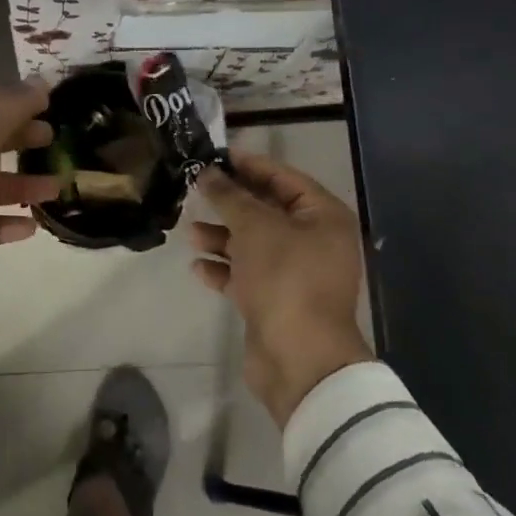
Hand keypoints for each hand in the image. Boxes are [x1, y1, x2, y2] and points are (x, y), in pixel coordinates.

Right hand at [192, 149, 373, 425]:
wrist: (299, 360)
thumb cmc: (285, 278)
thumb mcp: (254, 227)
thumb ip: (229, 196)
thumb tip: (208, 172)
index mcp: (324, 217)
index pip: (285, 178)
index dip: (250, 165)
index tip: (217, 156)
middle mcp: (316, 242)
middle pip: (268, 211)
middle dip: (231, 203)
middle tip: (197, 189)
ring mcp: (297, 274)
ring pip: (255, 244)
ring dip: (223, 237)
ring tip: (191, 232)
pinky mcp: (278, 302)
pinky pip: (248, 275)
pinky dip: (225, 269)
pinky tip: (199, 267)